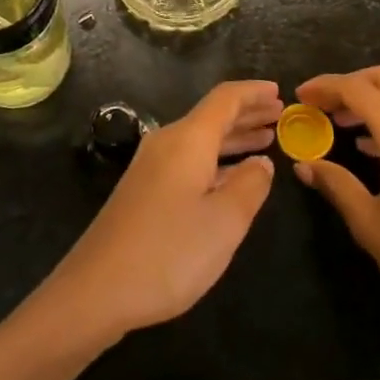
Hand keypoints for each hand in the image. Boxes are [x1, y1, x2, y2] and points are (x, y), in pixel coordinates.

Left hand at [45, 80, 279, 342]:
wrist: (98, 287)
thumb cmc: (169, 252)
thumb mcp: (224, 222)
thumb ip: (250, 186)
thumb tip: (262, 161)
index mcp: (187, 139)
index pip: (225, 99)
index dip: (253, 93)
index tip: (280, 91)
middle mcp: (167, 142)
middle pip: (212, 117)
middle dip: (247, 114)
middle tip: (281, 115)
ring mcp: (152, 166)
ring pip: (201, 140)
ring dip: (234, 138)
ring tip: (266, 140)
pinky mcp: (145, 189)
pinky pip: (189, 159)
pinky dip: (217, 160)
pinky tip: (233, 175)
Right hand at [292, 67, 379, 369]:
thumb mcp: (370, 224)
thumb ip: (336, 185)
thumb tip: (305, 165)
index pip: (358, 90)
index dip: (325, 87)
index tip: (300, 97)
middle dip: (353, 83)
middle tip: (325, 106)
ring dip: (378, 99)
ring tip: (347, 126)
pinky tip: (379, 150)